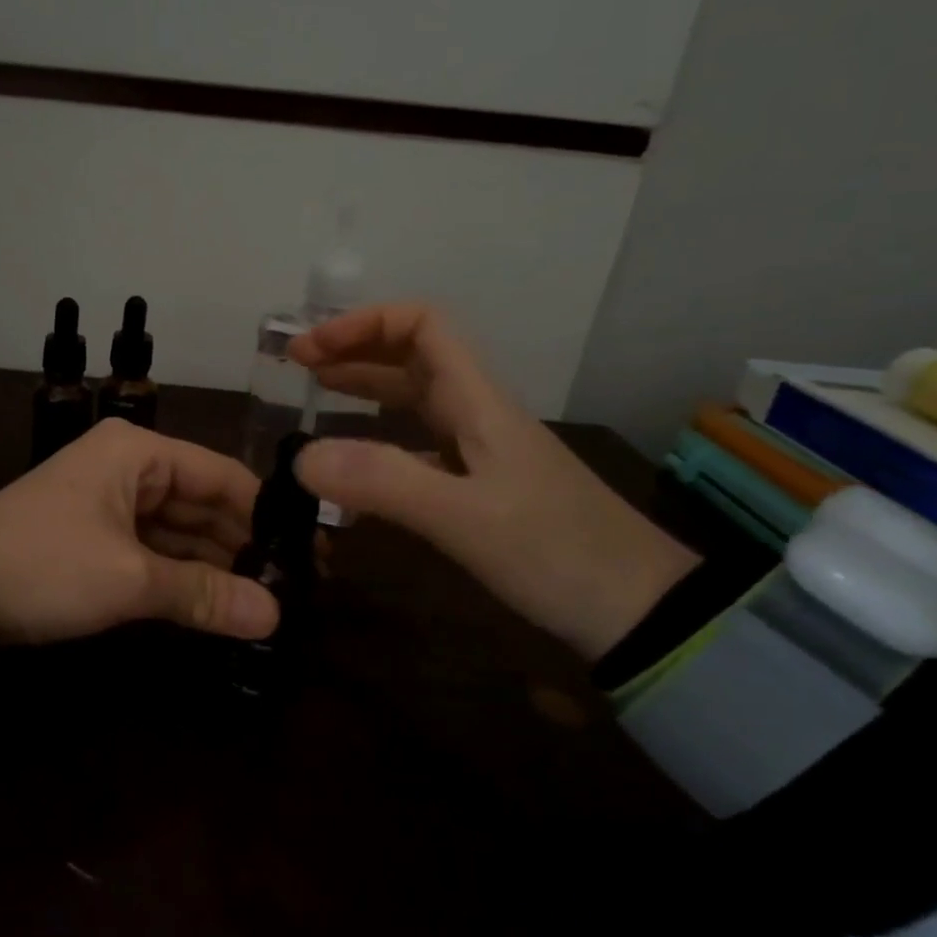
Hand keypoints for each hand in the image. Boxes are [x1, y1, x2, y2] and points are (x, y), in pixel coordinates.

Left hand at [0, 419, 279, 648]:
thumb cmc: (46, 565)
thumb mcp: (129, 579)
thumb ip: (203, 594)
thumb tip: (273, 616)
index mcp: (137, 452)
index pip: (223, 476)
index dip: (267, 514)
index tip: (310, 552)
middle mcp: (128, 467)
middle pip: (204, 503)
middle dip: (243, 544)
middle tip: (295, 585)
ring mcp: (110, 504)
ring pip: (179, 531)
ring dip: (215, 565)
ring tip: (267, 600)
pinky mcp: (96, 540)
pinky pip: (153, 551)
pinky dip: (181, 576)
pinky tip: (218, 603)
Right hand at [289, 303, 697, 658]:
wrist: (637, 612)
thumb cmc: (557, 553)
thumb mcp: (466, 517)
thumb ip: (383, 482)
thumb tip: (300, 457)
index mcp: (478, 402)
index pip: (422, 326)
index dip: (362, 324)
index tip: (310, 350)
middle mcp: (477, 416)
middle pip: (412, 357)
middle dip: (353, 350)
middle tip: (298, 366)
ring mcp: (480, 454)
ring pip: (414, 401)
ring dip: (364, 388)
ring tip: (315, 394)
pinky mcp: (479, 490)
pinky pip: (418, 447)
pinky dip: (378, 442)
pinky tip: (353, 468)